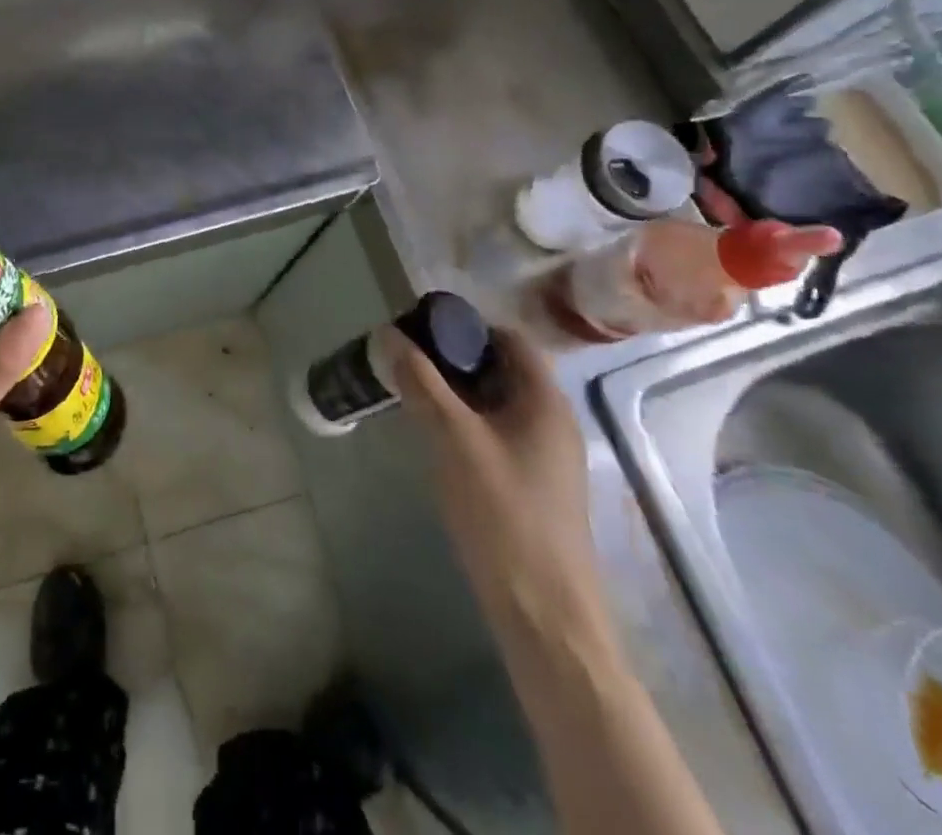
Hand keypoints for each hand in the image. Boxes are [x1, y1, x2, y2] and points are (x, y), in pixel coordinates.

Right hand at [389, 323, 607, 637]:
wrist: (544, 613)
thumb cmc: (502, 513)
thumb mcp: (453, 439)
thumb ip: (421, 382)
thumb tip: (388, 333)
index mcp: (545, 401)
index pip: (509, 338)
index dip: (466, 327)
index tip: (421, 331)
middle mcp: (552, 421)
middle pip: (503, 369)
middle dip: (455, 359)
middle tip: (408, 363)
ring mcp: (546, 456)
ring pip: (498, 403)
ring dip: (458, 392)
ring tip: (414, 396)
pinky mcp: (534, 485)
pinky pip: (498, 433)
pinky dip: (467, 423)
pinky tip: (437, 439)